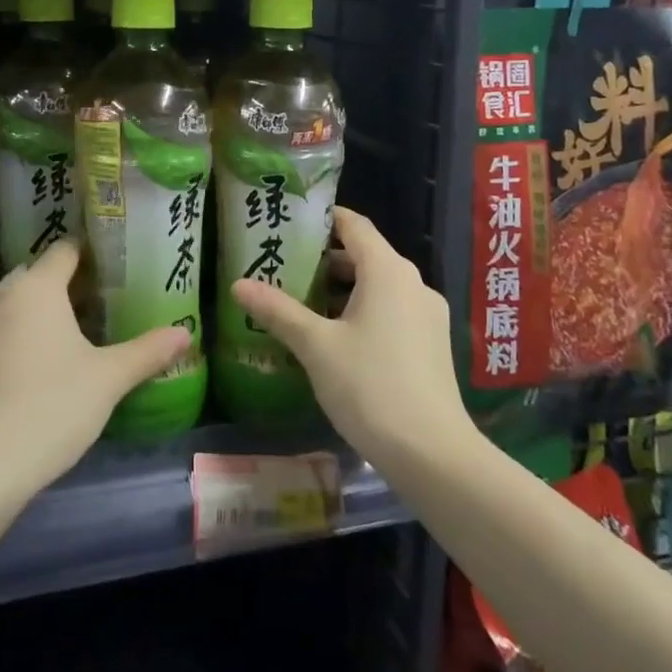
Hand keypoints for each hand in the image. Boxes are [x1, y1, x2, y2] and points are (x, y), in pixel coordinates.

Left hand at [0, 238, 189, 500]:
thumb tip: (185, 333)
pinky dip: (25, 327)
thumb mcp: (108, 378)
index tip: (118, 264)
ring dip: (45, 304)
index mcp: (36, 288)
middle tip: (106, 297)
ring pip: (18, 299)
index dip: (92, 252)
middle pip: (39, 272)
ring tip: (81, 326)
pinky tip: (49, 356)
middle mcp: (3, 296)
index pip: (64, 249)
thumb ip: (147, 351)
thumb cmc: (52, 407)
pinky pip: (4, 324)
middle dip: (70, 279)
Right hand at [231, 207, 472, 476]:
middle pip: (366, 255)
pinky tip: (336, 336)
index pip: (355, 225)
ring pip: (379, 286)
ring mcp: (427, 315)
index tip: (292, 220)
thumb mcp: (316, 346)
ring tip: (302, 301)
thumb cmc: (370, 387)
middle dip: (325, 258)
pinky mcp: (432, 344)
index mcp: (388, 271)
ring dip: (343, 288)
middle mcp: (413, 284)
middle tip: (284, 265)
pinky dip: (363, 310)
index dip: (324, 217)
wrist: (433, 454)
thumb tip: (238, 284)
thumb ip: (278, 311)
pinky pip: (392, 310)